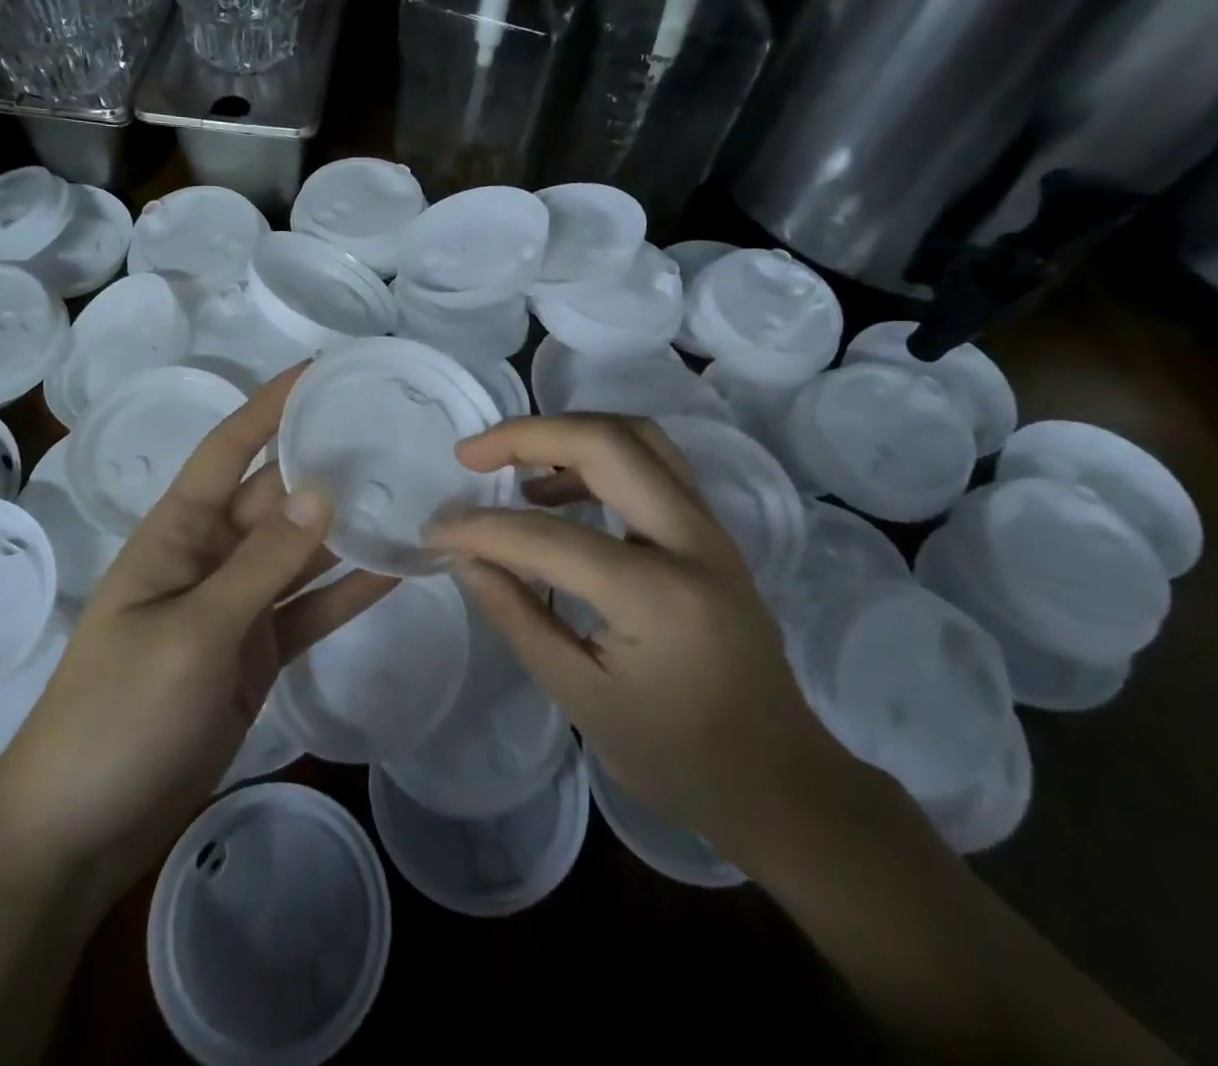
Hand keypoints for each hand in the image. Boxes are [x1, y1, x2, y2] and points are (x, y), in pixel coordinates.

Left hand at [0, 365, 395, 899]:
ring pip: (301, 551)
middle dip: (327, 463)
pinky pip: (310, 609)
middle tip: (396, 433)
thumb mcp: (192, 632)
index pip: (230, 448)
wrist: (79, 829)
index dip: (272, 404)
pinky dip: (349, 592)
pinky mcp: (258, 652)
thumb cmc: (118, 713)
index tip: (324, 370)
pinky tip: (399, 570)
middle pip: (277, 495)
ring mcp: (237, 606)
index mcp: (179, 532)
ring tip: (411, 492)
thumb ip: (260, 564)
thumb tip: (321, 490)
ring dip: (348, 527)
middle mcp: (211, 555)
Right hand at [427, 414, 852, 869]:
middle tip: (471, 455)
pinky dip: (597, 456)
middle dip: (528, 435)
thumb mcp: (580, 698)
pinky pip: (651, 463)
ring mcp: (711, 529)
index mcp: (658, 595)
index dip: (480, 529)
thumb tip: (465, 557)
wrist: (783, 781)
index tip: (435, 530)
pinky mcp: (711, 532)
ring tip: (511, 466)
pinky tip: (556, 492)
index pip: (548, 538)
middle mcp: (693, 541)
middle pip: (607, 442)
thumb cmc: (678, 758)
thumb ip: (517, 615)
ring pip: (637, 437)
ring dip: (566, 435)